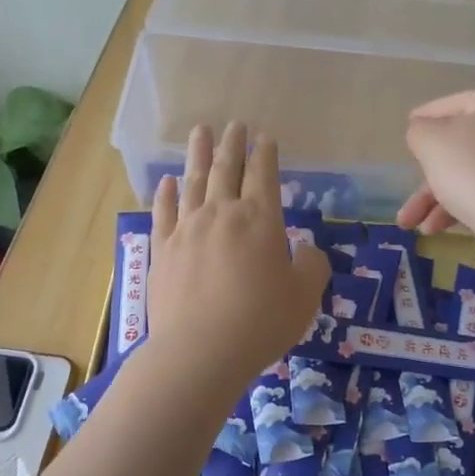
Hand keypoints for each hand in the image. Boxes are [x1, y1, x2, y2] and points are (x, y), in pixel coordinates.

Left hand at [150, 122, 329, 385]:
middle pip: (227, 169)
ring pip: (194, 182)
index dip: (265, 154)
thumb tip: (306, 249)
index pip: (263, 175)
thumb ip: (312, 266)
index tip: (264, 137)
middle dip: (233, 144)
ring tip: (200, 132)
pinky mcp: (162, 251)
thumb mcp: (304, 297)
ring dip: (199, 155)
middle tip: (234, 123)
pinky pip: (163, 213)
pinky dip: (166, 194)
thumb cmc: (261, 323)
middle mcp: (221, 215)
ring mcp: (187, 230)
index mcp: (260, 220)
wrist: (199, 352)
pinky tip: (169, 181)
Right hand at [396, 88, 474, 239]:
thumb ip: (419, 130)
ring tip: (409, 224)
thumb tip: (423, 132)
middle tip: (405, 180)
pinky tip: (434, 228)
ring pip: (469, 174)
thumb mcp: (431, 142)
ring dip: (434, 198)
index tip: (407, 129)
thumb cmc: (472, 169)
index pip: (452, 104)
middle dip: (425, 175)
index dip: (424, 117)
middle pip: (459, 146)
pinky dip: (458, 206)